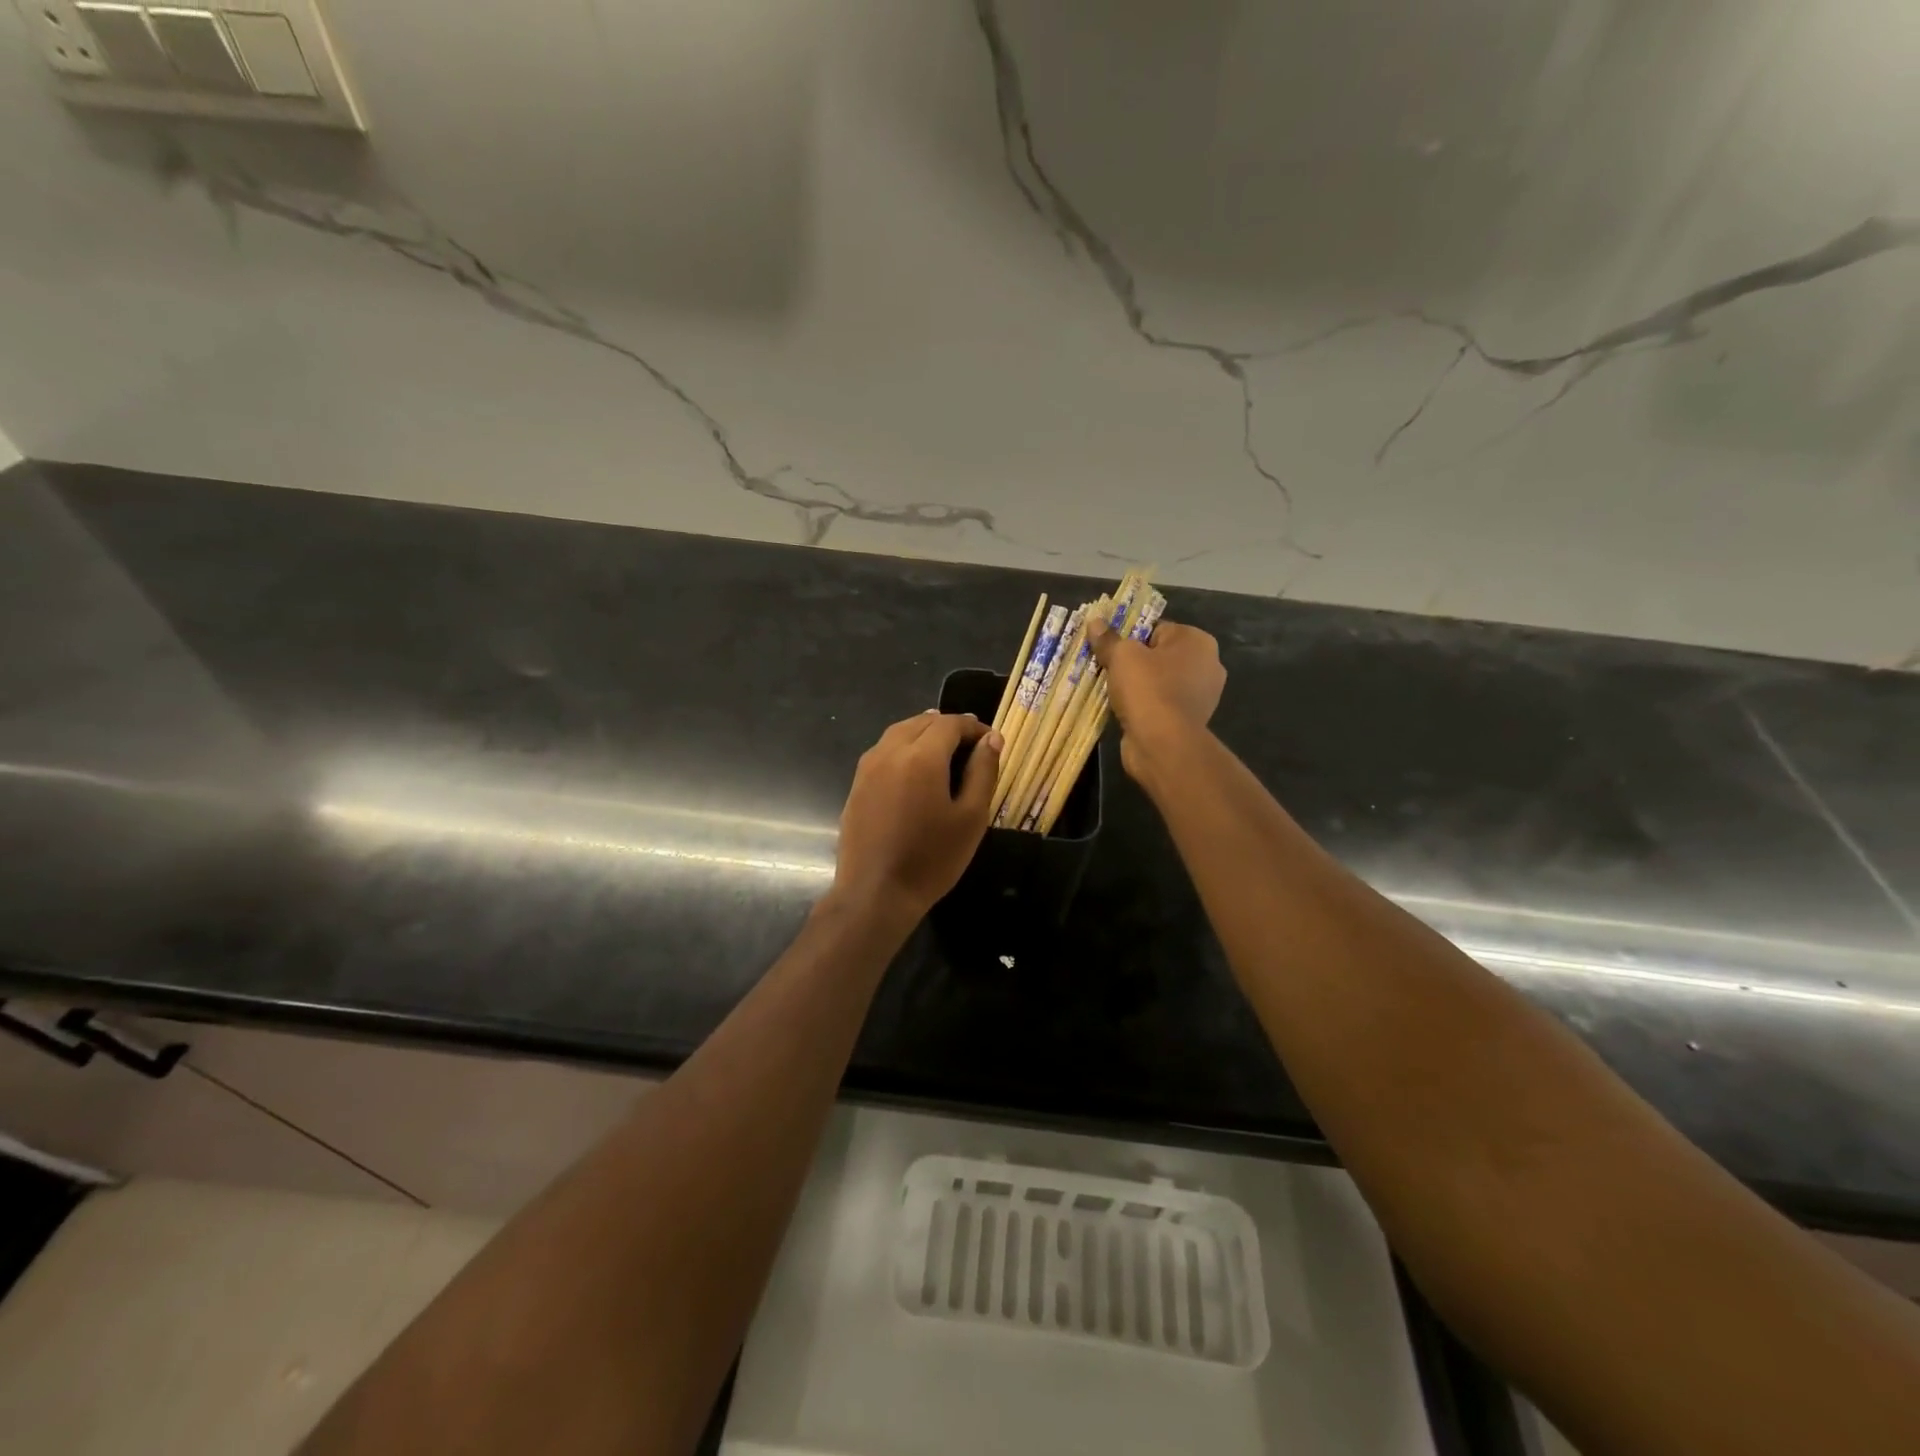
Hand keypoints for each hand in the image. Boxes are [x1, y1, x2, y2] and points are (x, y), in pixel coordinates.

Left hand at [834, 712, 1001, 916]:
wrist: (876, 893)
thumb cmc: (932, 858)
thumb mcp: (971, 817)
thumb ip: (983, 771)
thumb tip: (992, 739)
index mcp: (921, 756)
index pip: (951, 723)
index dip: (974, 727)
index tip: (992, 741)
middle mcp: (890, 751)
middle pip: (922, 722)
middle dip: (949, 727)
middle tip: (972, 745)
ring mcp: (868, 768)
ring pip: (899, 733)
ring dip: (924, 733)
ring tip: (946, 750)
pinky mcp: (857, 785)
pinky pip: (884, 751)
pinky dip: (904, 748)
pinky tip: (916, 770)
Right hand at [1087, 617, 1225, 778]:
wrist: (1163, 744)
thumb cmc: (1148, 689)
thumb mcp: (1122, 656)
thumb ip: (1108, 639)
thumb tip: (1095, 621)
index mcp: (1198, 641)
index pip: (1158, 629)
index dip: (1131, 637)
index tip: (1110, 648)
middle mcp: (1207, 665)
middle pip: (1160, 655)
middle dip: (1134, 662)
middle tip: (1107, 668)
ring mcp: (1201, 696)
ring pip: (1160, 682)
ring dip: (1138, 686)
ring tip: (1111, 690)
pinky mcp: (1190, 721)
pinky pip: (1161, 704)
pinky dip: (1145, 706)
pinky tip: (1124, 710)